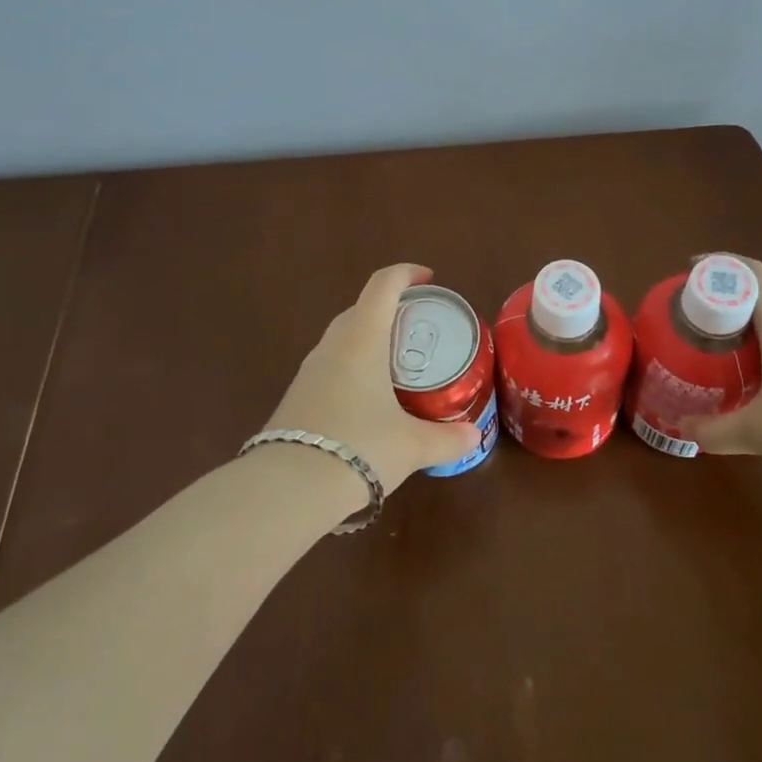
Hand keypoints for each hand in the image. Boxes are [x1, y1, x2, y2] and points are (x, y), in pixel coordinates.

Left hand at [262, 264, 482, 493]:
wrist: (288, 487)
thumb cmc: (359, 448)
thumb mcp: (412, 446)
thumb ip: (446, 439)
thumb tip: (473, 437)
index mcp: (362, 338)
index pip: (383, 285)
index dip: (407, 273)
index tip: (429, 278)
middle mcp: (333, 345)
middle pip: (361, 308)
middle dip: (391, 309)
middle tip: (420, 328)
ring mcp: (309, 370)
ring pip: (343, 338)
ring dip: (369, 339)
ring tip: (398, 363)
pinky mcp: (297, 395)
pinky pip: (331, 365)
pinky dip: (353, 367)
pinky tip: (369, 400)